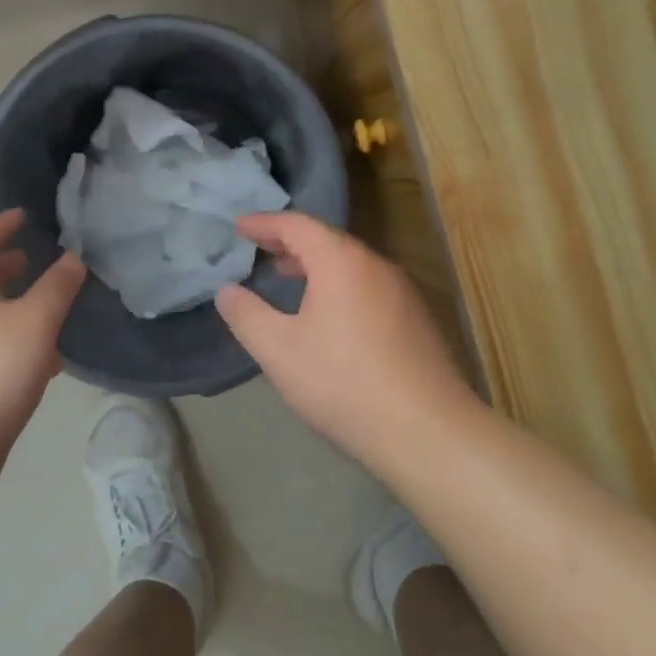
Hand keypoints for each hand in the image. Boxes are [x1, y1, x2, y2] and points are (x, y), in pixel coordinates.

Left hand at [0, 209, 85, 476]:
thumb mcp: (36, 321)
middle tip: (38, 259)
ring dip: (15, 304)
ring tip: (49, 307)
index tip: (24, 215)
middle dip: (10, 266)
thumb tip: (73, 258)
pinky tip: (45, 359)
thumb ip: (57, 286)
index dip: (2, 225)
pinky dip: (14, 337)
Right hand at [215, 212, 474, 465]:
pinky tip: (328, 313)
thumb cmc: (343, 383)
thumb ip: (246, 315)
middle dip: (290, 241)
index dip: (265, 223)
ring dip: (315, 264)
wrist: (428, 432)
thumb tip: (226, 291)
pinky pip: (368, 285)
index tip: (239, 226)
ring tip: (288, 276)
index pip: (297, 225)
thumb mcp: (279, 351)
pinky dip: (339, 283)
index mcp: (341, 262)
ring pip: (350, 263)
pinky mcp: (416, 319)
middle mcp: (376, 265)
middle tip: (260, 248)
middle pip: (327, 239)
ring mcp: (402, 292)